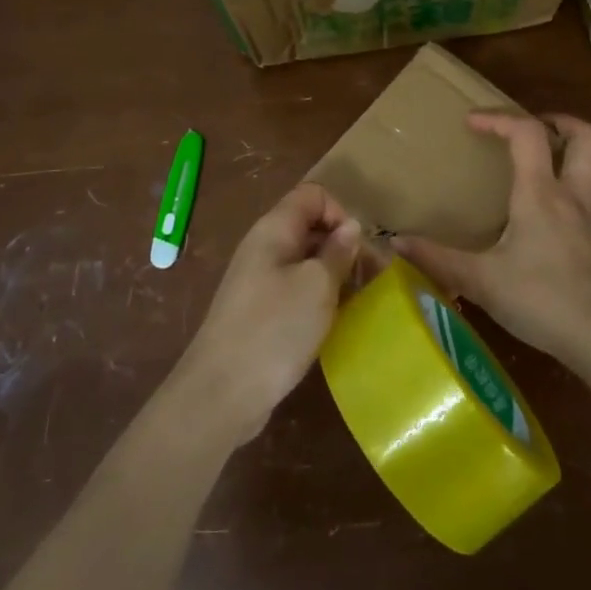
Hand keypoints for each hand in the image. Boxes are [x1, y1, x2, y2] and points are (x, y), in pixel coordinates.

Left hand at [174, 182, 361, 443]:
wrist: (221, 394)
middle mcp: (264, 247)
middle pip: (311, 226)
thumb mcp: (317, 286)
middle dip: (343, 246)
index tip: (356, 249)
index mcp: (274, 230)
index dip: (340, 213)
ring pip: (306, 261)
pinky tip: (332, 322)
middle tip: (369, 280)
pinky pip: (296, 289)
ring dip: (334, 275)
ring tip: (356, 302)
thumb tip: (351, 227)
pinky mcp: (260, 311)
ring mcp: (259, 281)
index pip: (313, 195)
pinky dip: (318, 298)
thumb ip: (338, 251)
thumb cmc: (274, 329)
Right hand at [393, 112, 590, 369]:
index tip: (473, 122)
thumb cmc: (540, 302)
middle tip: (541, 127)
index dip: (499, 118)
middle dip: (564, 123)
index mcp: (540, 195)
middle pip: (588, 138)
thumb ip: (438, 259)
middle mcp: (576, 198)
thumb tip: (395, 242)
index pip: (526, 134)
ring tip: (572, 156)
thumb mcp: (481, 281)